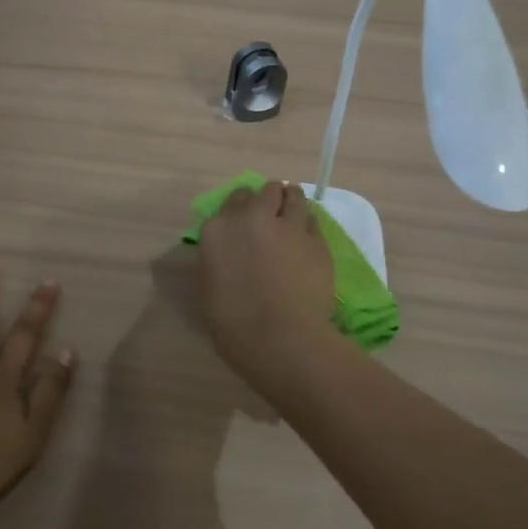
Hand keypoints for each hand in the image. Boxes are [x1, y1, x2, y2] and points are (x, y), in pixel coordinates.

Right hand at [196, 180, 337, 387]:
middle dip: (268, 200)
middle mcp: (253, 217)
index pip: (233, 200)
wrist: (280, 338)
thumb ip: (219, 258)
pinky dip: (308, 225)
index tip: (245, 223)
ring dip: (291, 201)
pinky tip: (306, 239)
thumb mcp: (210, 286)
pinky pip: (312, 220)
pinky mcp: (317, 240)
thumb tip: (229, 251)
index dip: (241, 209)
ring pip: (294, 195)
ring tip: (292, 216)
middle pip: (265, 190)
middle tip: (270, 217)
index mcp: (219, 229)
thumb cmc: (234, 323)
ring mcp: (289, 226)